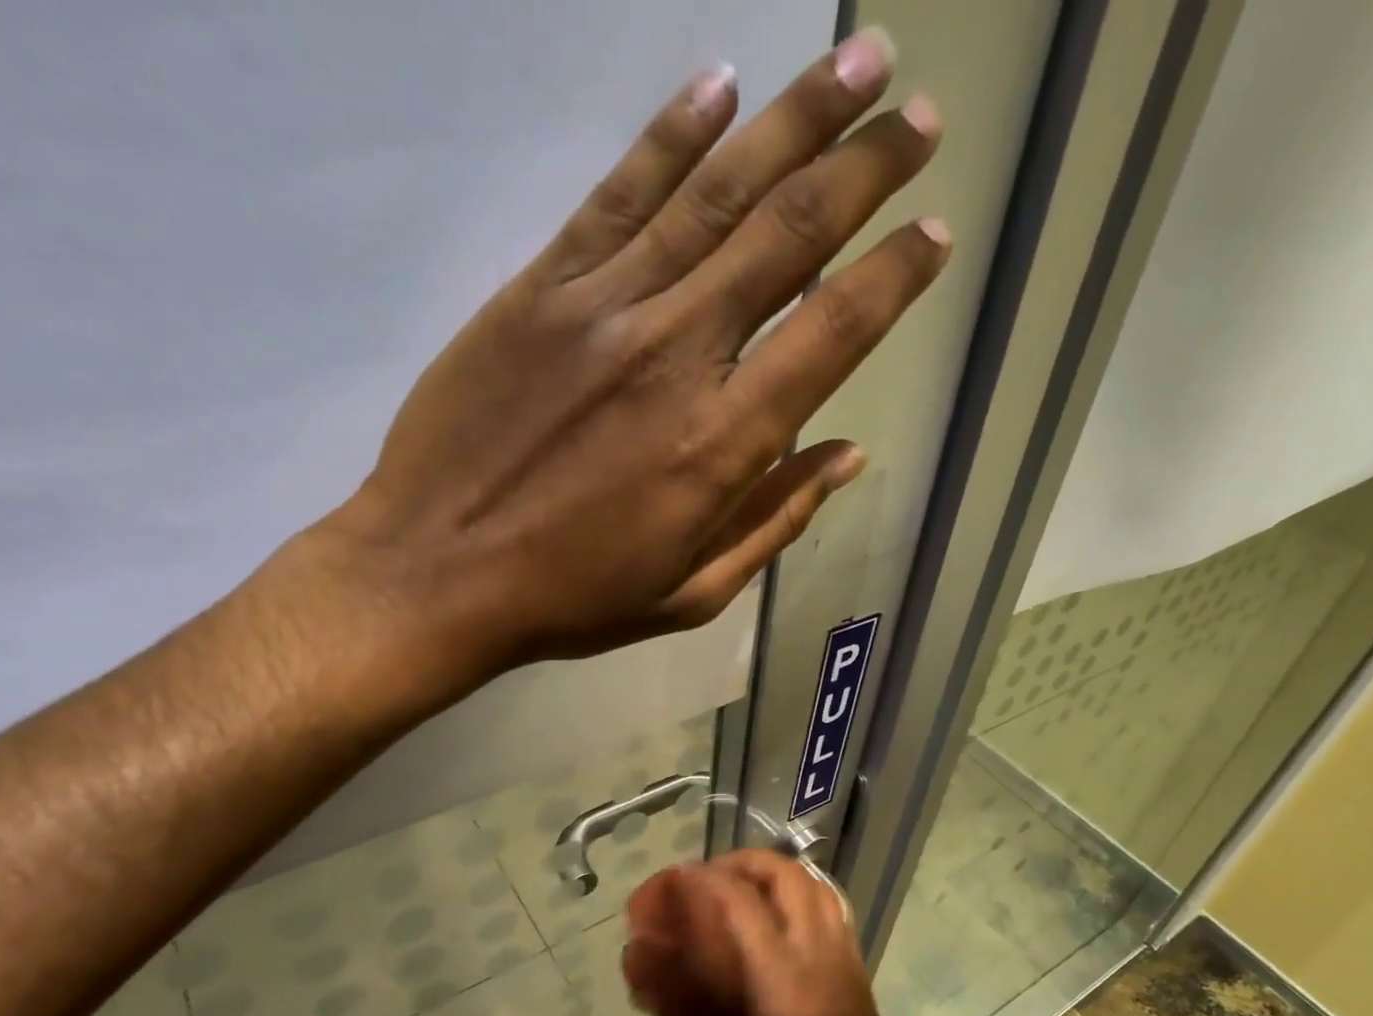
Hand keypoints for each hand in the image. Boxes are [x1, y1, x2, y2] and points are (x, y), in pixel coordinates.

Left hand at [303, 28, 947, 707]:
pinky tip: (720, 85)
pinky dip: (671, 135)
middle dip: (863, 169)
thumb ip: (774, 521)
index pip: (832, 334)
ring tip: (858, 59)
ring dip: (794, 121)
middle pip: (787, 238)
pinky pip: (617, 194)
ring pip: (715, 194)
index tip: (934, 234)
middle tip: (918, 116)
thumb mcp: (692, 593)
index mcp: (722, 444)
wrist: (438, 573)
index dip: (892, 278)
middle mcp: (677, 355)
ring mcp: (604, 309)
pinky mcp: (539, 289)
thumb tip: (847, 455)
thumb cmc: (573, 599)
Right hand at [622, 850, 926, 1015]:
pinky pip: (826, 903)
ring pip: (808, 882)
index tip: (657, 893)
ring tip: (727, 895)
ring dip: (764, 874)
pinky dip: (791, 892)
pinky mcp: (856, 963)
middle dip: (731, 866)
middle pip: (781, 873)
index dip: (691, 884)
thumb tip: (637, 958)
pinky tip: (767, 920)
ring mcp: (845, 954)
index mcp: (785, 982)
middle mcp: (820, 953)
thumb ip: (683, 1005)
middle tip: (694, 887)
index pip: (736, 902)